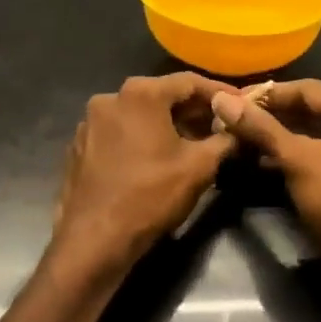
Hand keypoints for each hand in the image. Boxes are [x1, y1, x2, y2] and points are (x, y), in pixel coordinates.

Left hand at [50, 74, 236, 275]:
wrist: (94, 239)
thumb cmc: (150, 196)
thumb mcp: (199, 167)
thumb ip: (224, 140)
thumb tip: (238, 130)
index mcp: (140, 94)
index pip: (189, 82)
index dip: (219, 93)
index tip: (242, 103)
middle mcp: (110, 98)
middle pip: (161, 96)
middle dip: (192, 111)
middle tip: (220, 126)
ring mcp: (89, 123)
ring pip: (138, 116)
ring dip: (166, 126)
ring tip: (192, 144)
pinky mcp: (79, 147)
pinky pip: (119, 134)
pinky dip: (141, 140)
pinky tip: (156, 160)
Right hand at [210, 80, 320, 276]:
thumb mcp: (296, 159)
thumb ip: (259, 127)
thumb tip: (221, 99)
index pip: (307, 88)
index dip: (265, 95)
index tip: (230, 101)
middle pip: (316, 110)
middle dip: (275, 117)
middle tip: (235, 122)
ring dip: (287, 138)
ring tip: (247, 142)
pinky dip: (305, 157)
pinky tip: (273, 165)